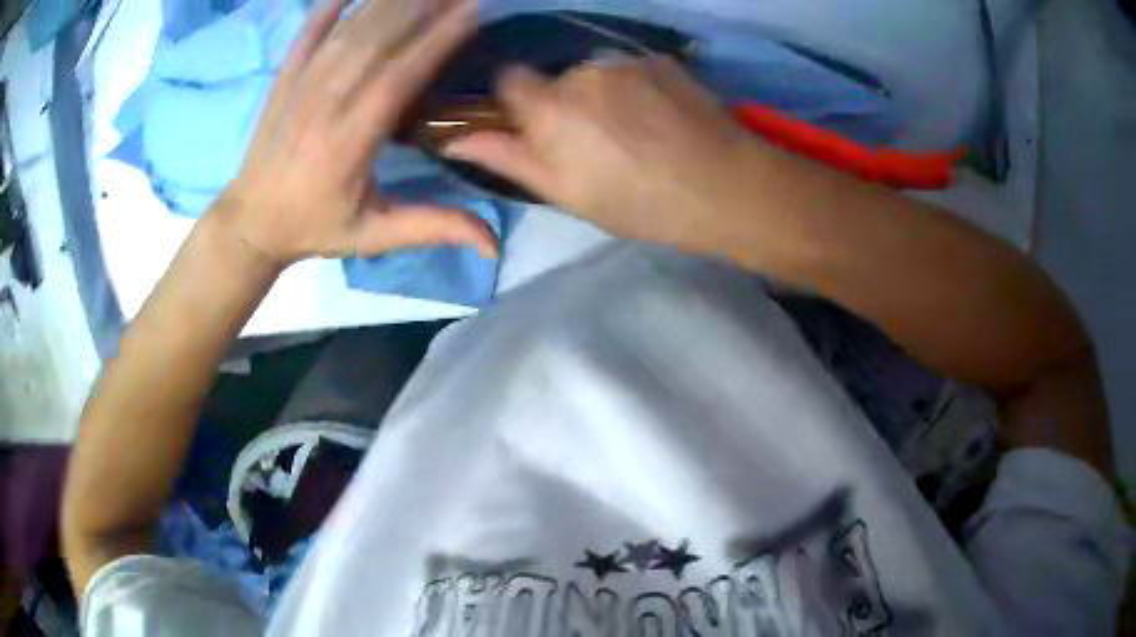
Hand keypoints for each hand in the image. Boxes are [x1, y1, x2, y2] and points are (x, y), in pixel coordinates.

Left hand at [217, 0, 496, 266]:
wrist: (249, 224)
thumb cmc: (313, 227)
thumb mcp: (372, 236)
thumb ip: (430, 228)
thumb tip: (492, 242)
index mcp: (349, 143)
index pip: (399, 79)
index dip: (436, 42)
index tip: (470, 12)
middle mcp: (324, 105)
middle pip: (376, 42)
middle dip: (421, 9)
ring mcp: (300, 87)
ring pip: (348, 32)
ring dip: (388, 2)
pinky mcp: (283, 80)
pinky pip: (307, 34)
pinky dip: (331, 7)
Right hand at [444, 56, 761, 251]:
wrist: (722, 186)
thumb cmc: (637, 202)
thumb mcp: (564, 193)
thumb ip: (508, 158)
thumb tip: (455, 140)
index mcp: (549, 107)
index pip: (508, 78)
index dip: (517, 100)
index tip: (537, 126)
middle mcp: (581, 72)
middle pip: (557, 78)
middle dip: (565, 103)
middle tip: (598, 143)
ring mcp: (625, 61)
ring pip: (596, 72)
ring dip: (603, 94)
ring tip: (637, 132)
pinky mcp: (660, 59)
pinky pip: (631, 69)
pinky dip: (637, 87)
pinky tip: (662, 118)